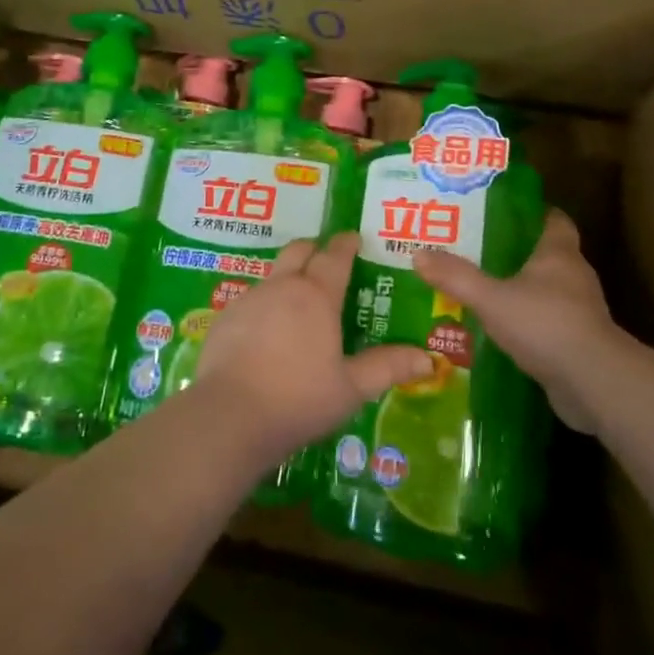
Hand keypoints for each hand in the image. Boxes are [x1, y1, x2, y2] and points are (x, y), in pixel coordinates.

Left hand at [195, 232, 433, 464]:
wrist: (229, 416)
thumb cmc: (298, 399)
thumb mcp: (351, 388)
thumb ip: (387, 368)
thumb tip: (428, 360)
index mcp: (316, 295)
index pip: (335, 255)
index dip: (346, 244)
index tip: (354, 238)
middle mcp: (282, 287)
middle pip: (298, 250)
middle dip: (315, 249)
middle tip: (328, 261)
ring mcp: (249, 299)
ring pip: (273, 275)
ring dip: (288, 278)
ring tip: (299, 303)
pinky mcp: (225, 318)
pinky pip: (251, 299)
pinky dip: (265, 305)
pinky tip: (267, 334)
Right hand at [414, 209, 631, 432]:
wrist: (594, 384)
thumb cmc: (545, 325)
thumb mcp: (491, 299)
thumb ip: (456, 277)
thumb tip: (418, 254)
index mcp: (559, 253)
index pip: (553, 219)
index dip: (531, 212)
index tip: (501, 211)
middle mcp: (574, 276)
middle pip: (545, 254)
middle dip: (514, 252)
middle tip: (476, 250)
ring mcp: (579, 311)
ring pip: (545, 290)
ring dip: (519, 290)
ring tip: (481, 290)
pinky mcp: (577, 342)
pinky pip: (547, 322)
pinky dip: (526, 322)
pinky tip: (498, 329)